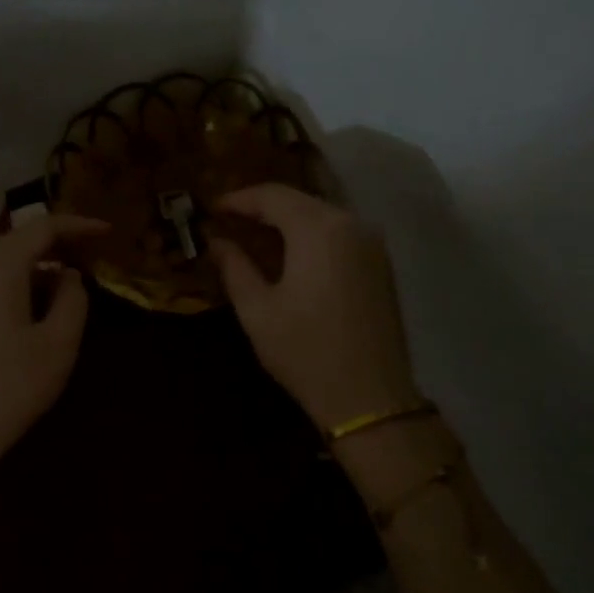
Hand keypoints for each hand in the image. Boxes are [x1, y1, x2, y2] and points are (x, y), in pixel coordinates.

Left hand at [0, 213, 106, 486]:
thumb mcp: (59, 343)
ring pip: (1, 266)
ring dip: (36, 271)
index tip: (108, 232)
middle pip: (18, 242)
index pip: (43, 226)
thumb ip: (73, 299)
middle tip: (91, 261)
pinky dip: (15, 288)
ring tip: (67, 293)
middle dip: (57, 248)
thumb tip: (68, 277)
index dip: (79, 226)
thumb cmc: (9, 387)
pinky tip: (33, 314)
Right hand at [209, 185, 416, 429]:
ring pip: (322, 216)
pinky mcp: (381, 265)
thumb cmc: (305, 352)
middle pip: (300, 201)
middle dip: (263, 207)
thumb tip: (217, 242)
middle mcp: (352, 224)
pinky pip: (339, 235)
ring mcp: (372, 244)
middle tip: (229, 220)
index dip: (239, 199)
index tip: (212, 208)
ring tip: (254, 236)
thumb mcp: (257, 310)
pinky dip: (310, 236)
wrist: (369, 396)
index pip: (273, 196)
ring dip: (287, 221)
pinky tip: (289, 254)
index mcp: (319, 229)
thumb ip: (235, 267)